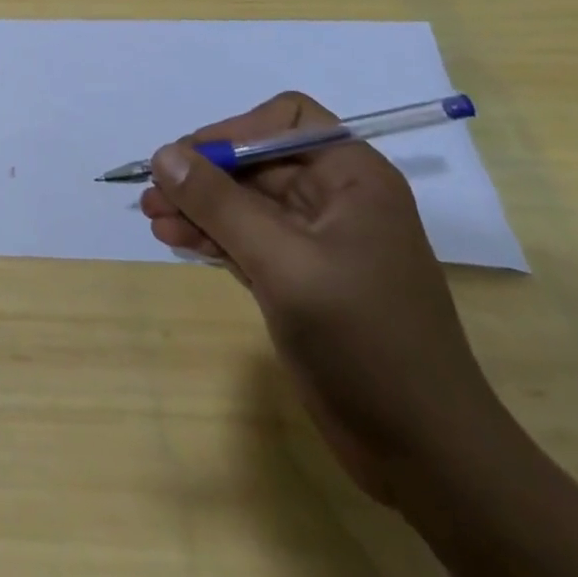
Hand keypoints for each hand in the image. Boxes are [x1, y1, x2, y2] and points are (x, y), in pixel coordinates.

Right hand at [140, 92, 502, 504]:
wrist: (425, 456)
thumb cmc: (364, 341)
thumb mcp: (285, 264)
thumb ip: (220, 204)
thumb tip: (163, 154)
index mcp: (352, 177)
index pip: (284, 120)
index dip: (234, 131)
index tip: (191, 160)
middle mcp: (335, 198)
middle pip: (255, 161)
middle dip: (202, 174)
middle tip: (152, 192)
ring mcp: (316, 240)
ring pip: (243, 200)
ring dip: (197, 205)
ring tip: (152, 217)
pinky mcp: (299, 277)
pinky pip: (244, 236)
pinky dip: (210, 234)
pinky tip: (174, 239)